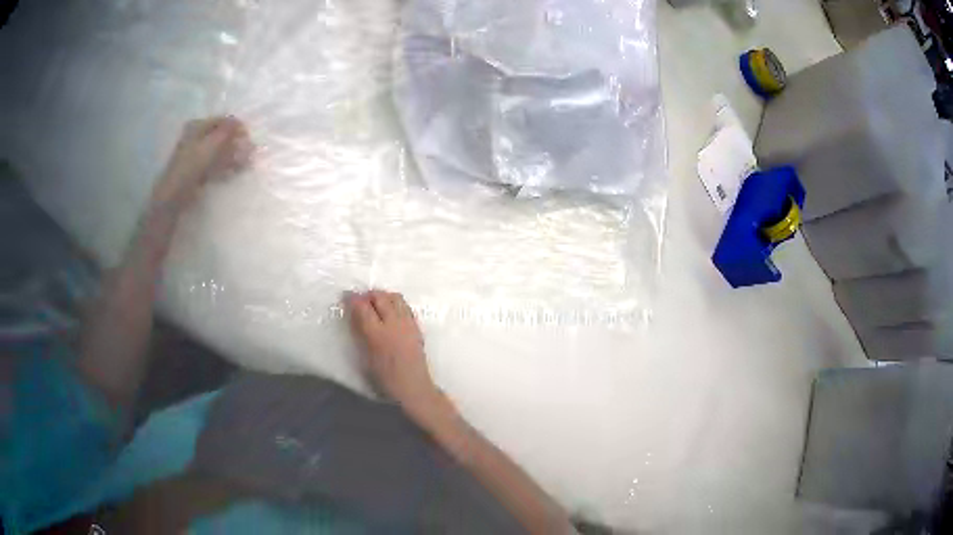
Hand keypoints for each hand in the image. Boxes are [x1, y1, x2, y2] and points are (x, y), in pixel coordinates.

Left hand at [151, 116, 251, 210]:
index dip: (236, 127)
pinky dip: (227, 166)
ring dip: (234, 155)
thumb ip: (227, 131)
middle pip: (221, 136)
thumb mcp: (211, 143)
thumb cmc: (192, 165)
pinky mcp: (199, 171)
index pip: (221, 121)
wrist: (176, 194)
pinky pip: (216, 165)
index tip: (248, 136)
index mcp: (197, 126)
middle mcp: (197, 138)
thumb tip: (240, 122)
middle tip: (249, 151)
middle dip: (236, 142)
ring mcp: (198, 155)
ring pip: (220, 151)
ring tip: (246, 162)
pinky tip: (235, 171)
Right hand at [347, 290, 445, 419]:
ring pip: (395, 297)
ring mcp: (407, 323)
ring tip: (375, 304)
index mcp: (377, 334)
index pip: (363, 307)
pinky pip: (405, 306)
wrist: (413, 387)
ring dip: (383, 296)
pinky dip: (395, 303)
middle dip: (368, 295)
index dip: (353, 299)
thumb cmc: (385, 378)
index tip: (346, 297)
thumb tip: (353, 315)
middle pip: (380, 297)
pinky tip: (390, 312)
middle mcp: (394, 324)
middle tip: (360, 300)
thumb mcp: (365, 357)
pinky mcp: (417, 326)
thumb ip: (360, 333)